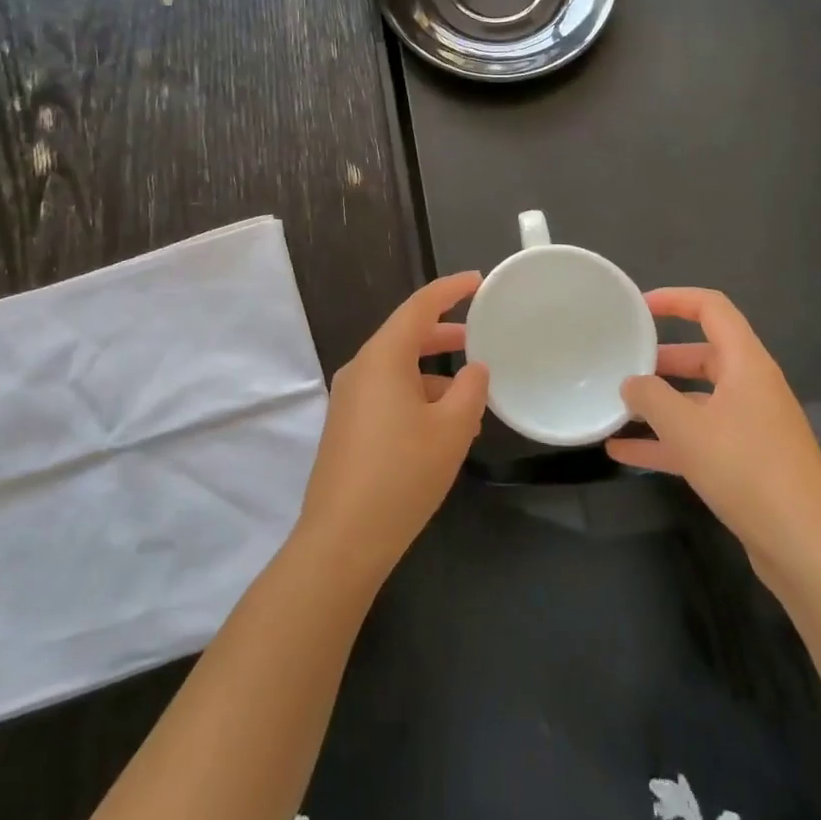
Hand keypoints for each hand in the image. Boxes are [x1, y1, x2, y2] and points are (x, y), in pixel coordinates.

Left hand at [295, 271, 488, 583]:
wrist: (342, 539)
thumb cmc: (402, 474)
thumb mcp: (452, 429)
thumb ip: (470, 390)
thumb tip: (474, 369)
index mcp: (383, 357)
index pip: (419, 306)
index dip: (449, 289)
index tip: (476, 280)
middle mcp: (360, 368)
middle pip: (405, 335)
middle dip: (443, 333)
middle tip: (478, 335)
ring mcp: (349, 398)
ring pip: (397, 369)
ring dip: (433, 374)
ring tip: (470, 397)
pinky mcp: (346, 426)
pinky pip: (386, 394)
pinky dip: (416, 396)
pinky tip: (442, 428)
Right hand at [605, 288, 820, 592]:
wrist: (809, 550)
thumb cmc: (747, 471)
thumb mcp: (686, 429)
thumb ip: (651, 397)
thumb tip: (631, 384)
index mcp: (747, 364)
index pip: (712, 308)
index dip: (674, 299)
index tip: (638, 308)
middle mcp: (752, 388)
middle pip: (703, 355)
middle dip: (661, 358)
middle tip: (623, 363)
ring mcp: (752, 427)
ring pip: (698, 401)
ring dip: (660, 403)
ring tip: (616, 407)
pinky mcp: (749, 464)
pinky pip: (701, 439)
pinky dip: (667, 441)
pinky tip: (625, 453)